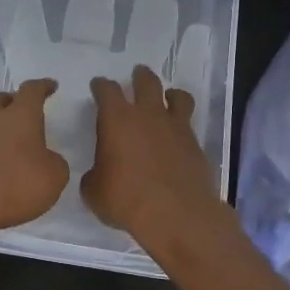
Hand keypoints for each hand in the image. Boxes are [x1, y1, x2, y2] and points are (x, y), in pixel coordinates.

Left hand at [0, 78, 68, 241]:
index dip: (43, 87)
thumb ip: (55, 163)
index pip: (32, 90)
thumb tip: (47, 160)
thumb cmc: (15, 183)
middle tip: (25, 110)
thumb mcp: (54, 177)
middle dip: (14, 101)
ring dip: (0, 128)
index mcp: (21, 115)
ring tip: (14, 144)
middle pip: (1, 100)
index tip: (51, 86)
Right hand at [82, 65, 226, 246]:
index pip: (107, 90)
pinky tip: (178, 135)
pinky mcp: (195, 144)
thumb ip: (95, 175)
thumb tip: (99, 173)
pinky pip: (188, 124)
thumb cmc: (126, 200)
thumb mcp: (95, 191)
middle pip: (146, 82)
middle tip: (137, 75)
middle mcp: (147, 115)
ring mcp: (175, 127)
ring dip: (170, 94)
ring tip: (168, 97)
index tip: (99, 86)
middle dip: (140, 76)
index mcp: (117, 119)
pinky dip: (182, 124)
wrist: (176, 214)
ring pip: (176, 96)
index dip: (101, 86)